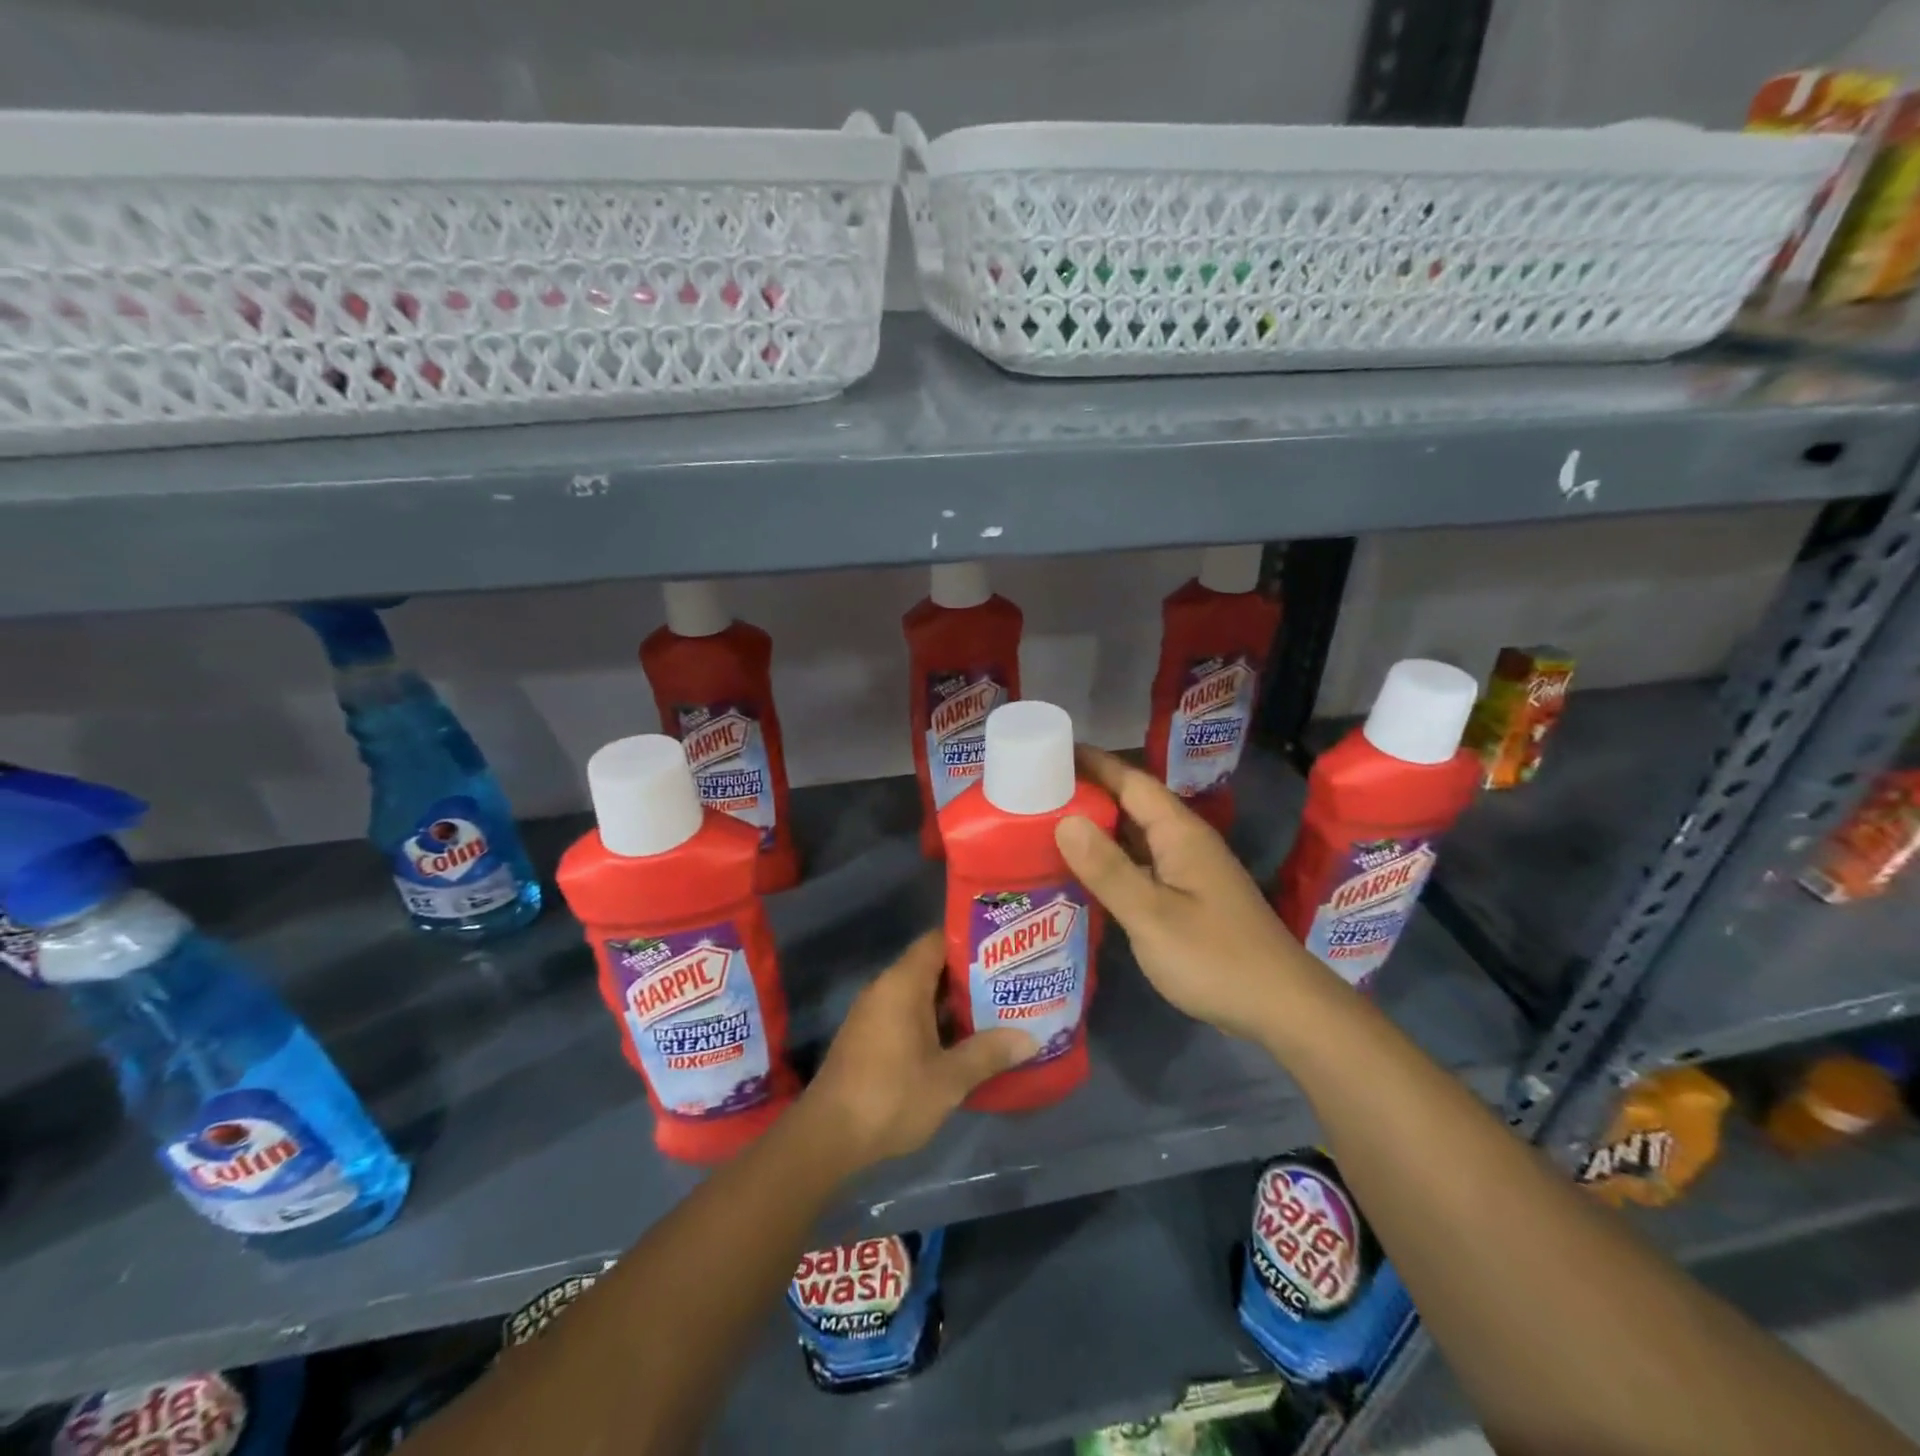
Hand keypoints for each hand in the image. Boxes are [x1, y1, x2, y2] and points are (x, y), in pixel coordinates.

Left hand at [804, 930, 1035, 1168]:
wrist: (828, 1137)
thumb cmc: (891, 1096)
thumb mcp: (949, 1078)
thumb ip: (988, 1053)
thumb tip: (1030, 1039)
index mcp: (903, 983)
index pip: (938, 941)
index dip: (970, 941)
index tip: (1004, 948)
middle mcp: (886, 988)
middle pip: (932, 967)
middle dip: (970, 975)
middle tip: (1010, 982)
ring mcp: (874, 1013)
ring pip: (921, 994)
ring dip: (954, 1003)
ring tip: (997, 1009)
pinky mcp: (869, 1037)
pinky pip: (908, 1014)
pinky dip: (935, 1021)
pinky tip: (963, 1041)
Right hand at [1055, 746, 1326, 1042]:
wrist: (1281, 1007)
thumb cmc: (1215, 957)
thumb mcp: (1152, 915)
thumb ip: (1108, 869)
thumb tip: (1064, 820)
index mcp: (1179, 833)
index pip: (1130, 780)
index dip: (1092, 763)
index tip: (1048, 751)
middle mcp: (1184, 842)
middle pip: (1131, 804)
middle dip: (1087, 793)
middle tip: (1033, 792)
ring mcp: (1187, 871)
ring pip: (1135, 836)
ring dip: (1096, 828)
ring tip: (1045, 826)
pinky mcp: (1186, 898)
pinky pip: (1140, 864)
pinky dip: (1110, 861)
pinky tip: (1083, 874)